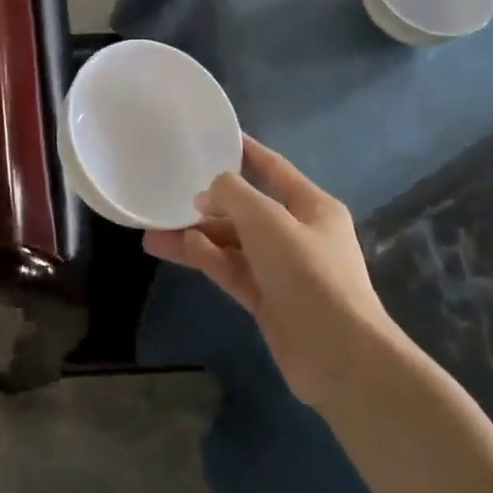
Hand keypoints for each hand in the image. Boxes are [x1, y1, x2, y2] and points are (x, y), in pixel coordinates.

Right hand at [144, 136, 407, 407]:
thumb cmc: (309, 274)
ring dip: (196, 237)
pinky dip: (208, 259)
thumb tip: (208, 192)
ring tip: (152, 233)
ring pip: (232, 244)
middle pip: (246, 211)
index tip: (215, 137)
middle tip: (167, 197)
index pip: (274, 169)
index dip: (246, 152)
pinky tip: (179, 249)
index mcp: (312, 207)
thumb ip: (234, 196)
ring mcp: (282, 269)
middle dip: (207, 205)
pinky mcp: (268, 300)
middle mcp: (298, 234)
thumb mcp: (268, 222)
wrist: (339, 355)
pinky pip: (232, 271)